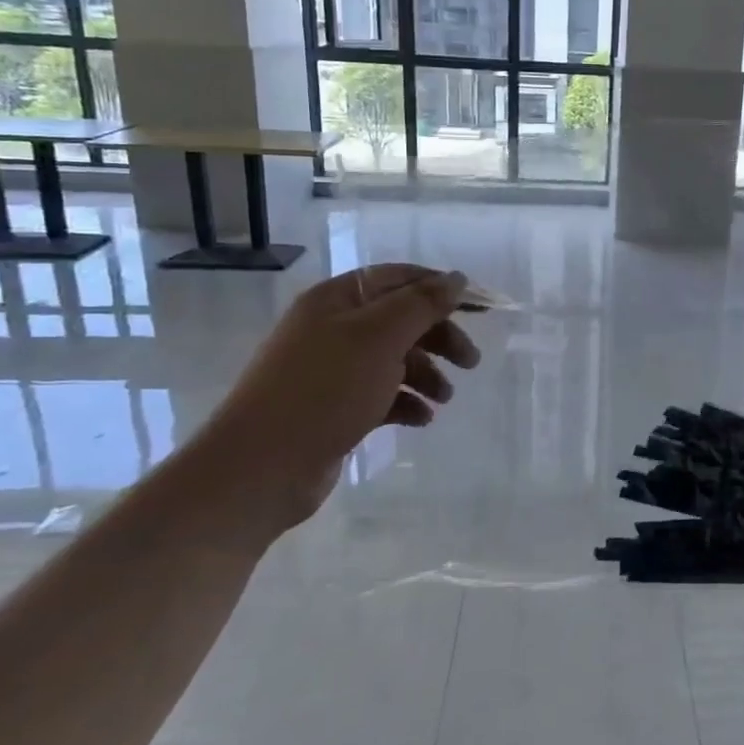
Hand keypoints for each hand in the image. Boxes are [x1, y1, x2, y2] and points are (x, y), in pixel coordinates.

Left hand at [189, 263, 480, 537]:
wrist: (262, 466)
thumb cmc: (325, 389)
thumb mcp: (380, 337)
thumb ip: (422, 304)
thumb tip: (457, 279)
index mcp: (339, 300)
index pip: (401, 278)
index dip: (442, 289)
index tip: (482, 308)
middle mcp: (334, 327)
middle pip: (401, 320)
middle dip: (440, 337)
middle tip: (471, 362)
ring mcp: (333, 369)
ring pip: (394, 359)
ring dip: (426, 374)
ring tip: (445, 399)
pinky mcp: (335, 407)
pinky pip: (381, 394)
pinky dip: (406, 402)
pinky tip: (421, 420)